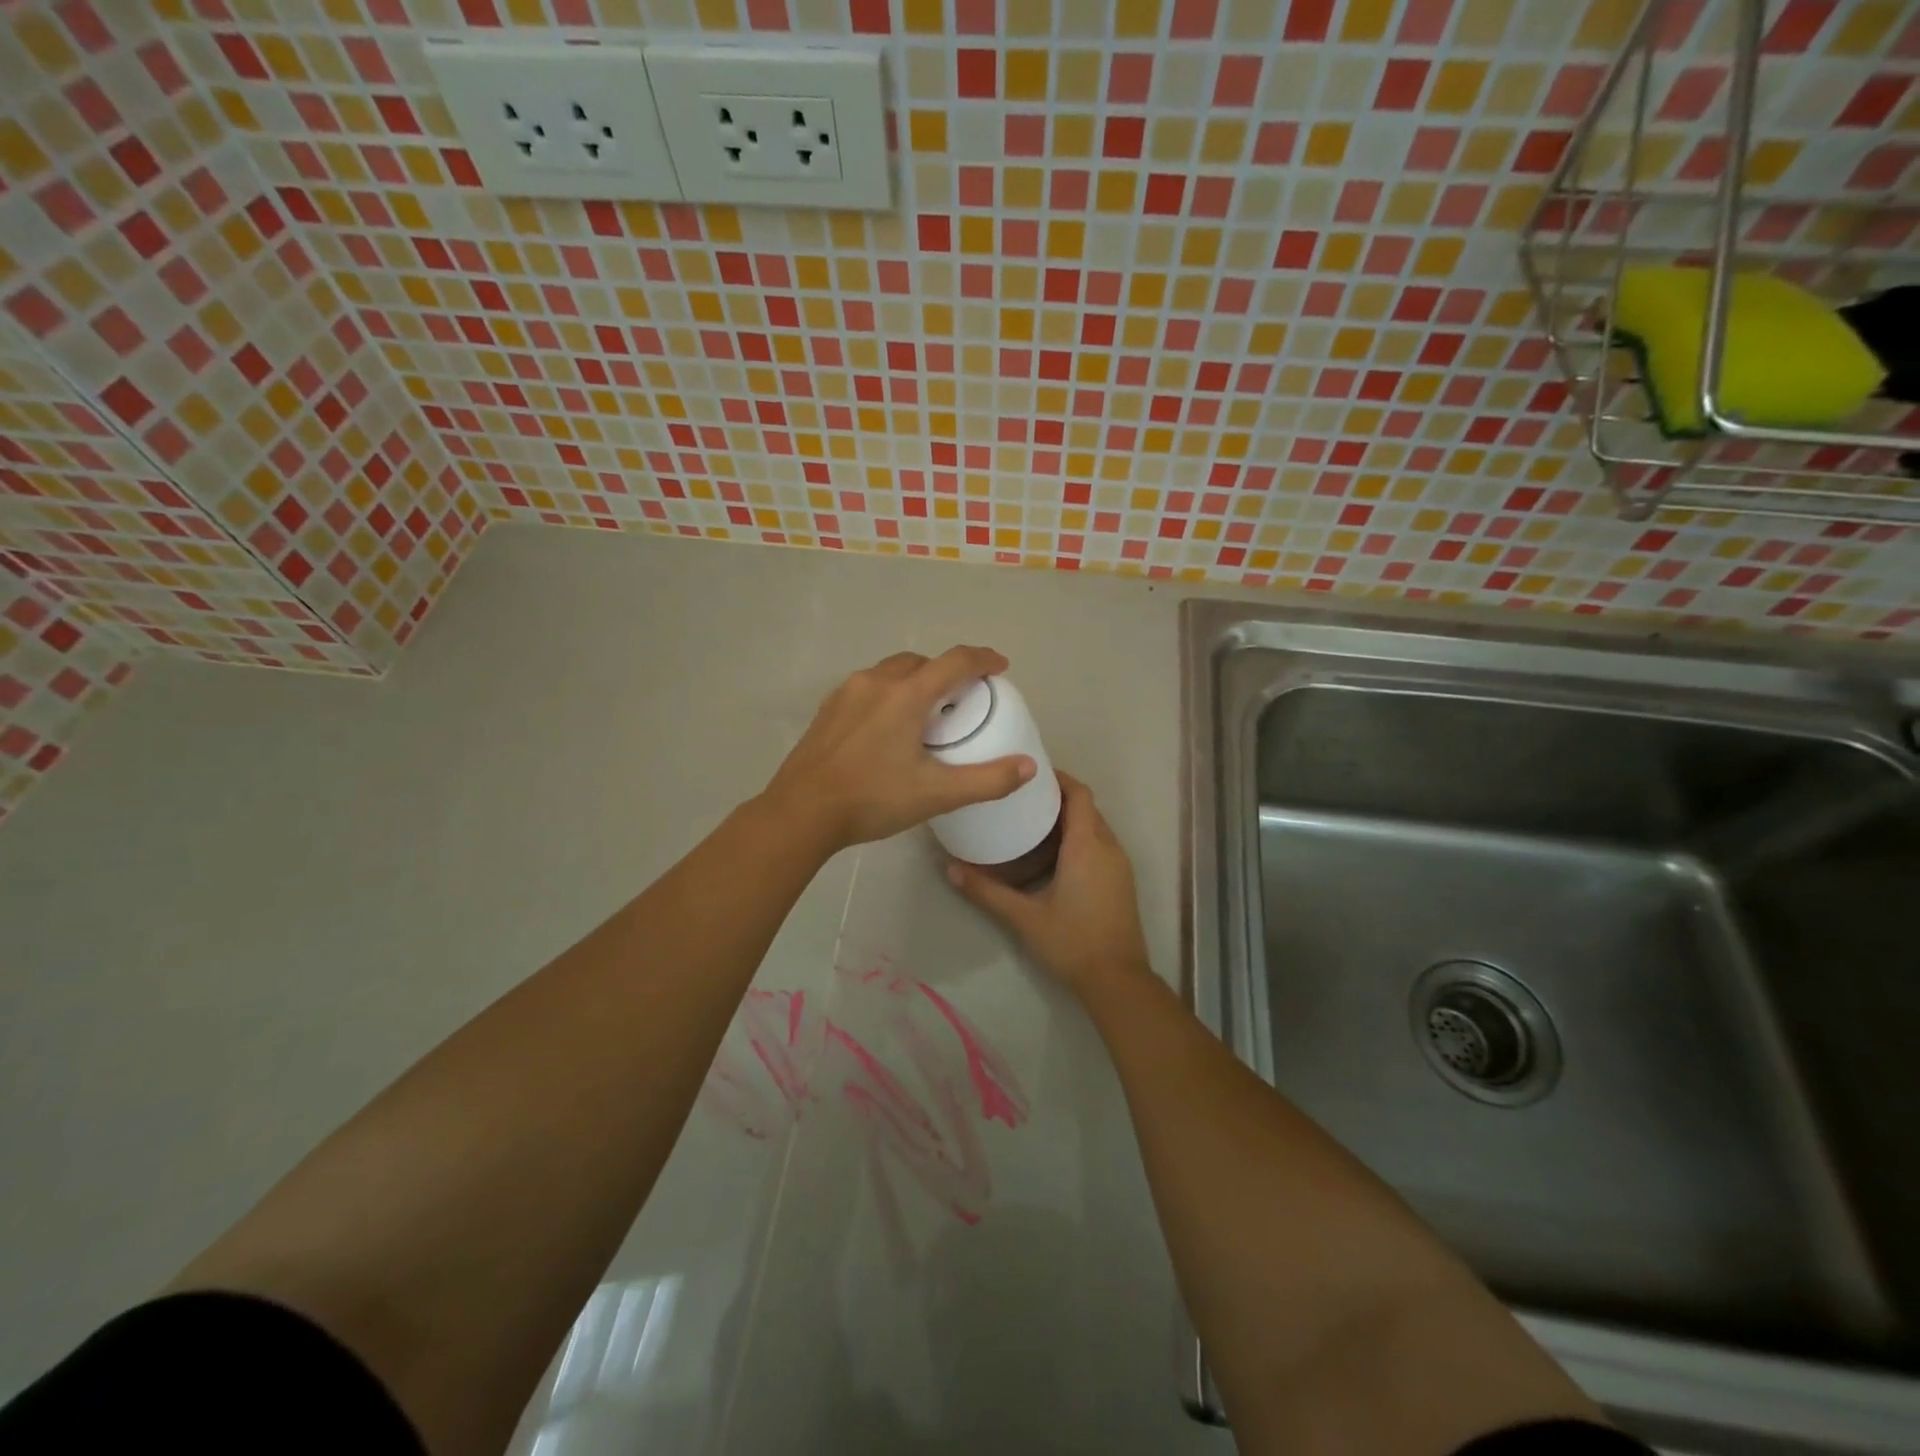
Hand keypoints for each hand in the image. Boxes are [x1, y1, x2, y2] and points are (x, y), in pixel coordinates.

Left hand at [763, 646, 1035, 854]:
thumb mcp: (936, 794)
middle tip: (962, 699)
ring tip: (926, 713)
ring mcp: (846, 693)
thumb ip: (987, 780)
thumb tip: (1028, 766)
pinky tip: (888, 728)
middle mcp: (876, 682)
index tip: (1000, 667)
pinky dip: (889, 694)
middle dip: (947, 671)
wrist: (800, 812)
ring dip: (915, 681)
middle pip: (921, 662)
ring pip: (891, 671)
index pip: (955, 661)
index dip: (983, 659)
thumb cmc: (872, 800)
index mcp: (906, 695)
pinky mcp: (828, 709)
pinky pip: (868, 687)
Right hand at [946, 772, 1151, 996]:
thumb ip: (987, 891)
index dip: (1058, 778)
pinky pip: (1100, 844)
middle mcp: (1108, 847)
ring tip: (1032, 821)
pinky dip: (1079, 837)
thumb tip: (950, 869)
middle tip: (1021, 798)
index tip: (1030, 774)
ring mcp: (1119, 864)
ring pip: (1095, 826)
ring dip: (1069, 818)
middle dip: (1058, 797)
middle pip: (1086, 807)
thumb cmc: (1072, 942)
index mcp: (1087, 846)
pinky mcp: (1121, 880)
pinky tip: (1052, 854)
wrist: (1118, 981)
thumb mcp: (1024, 917)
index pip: (1079, 794)